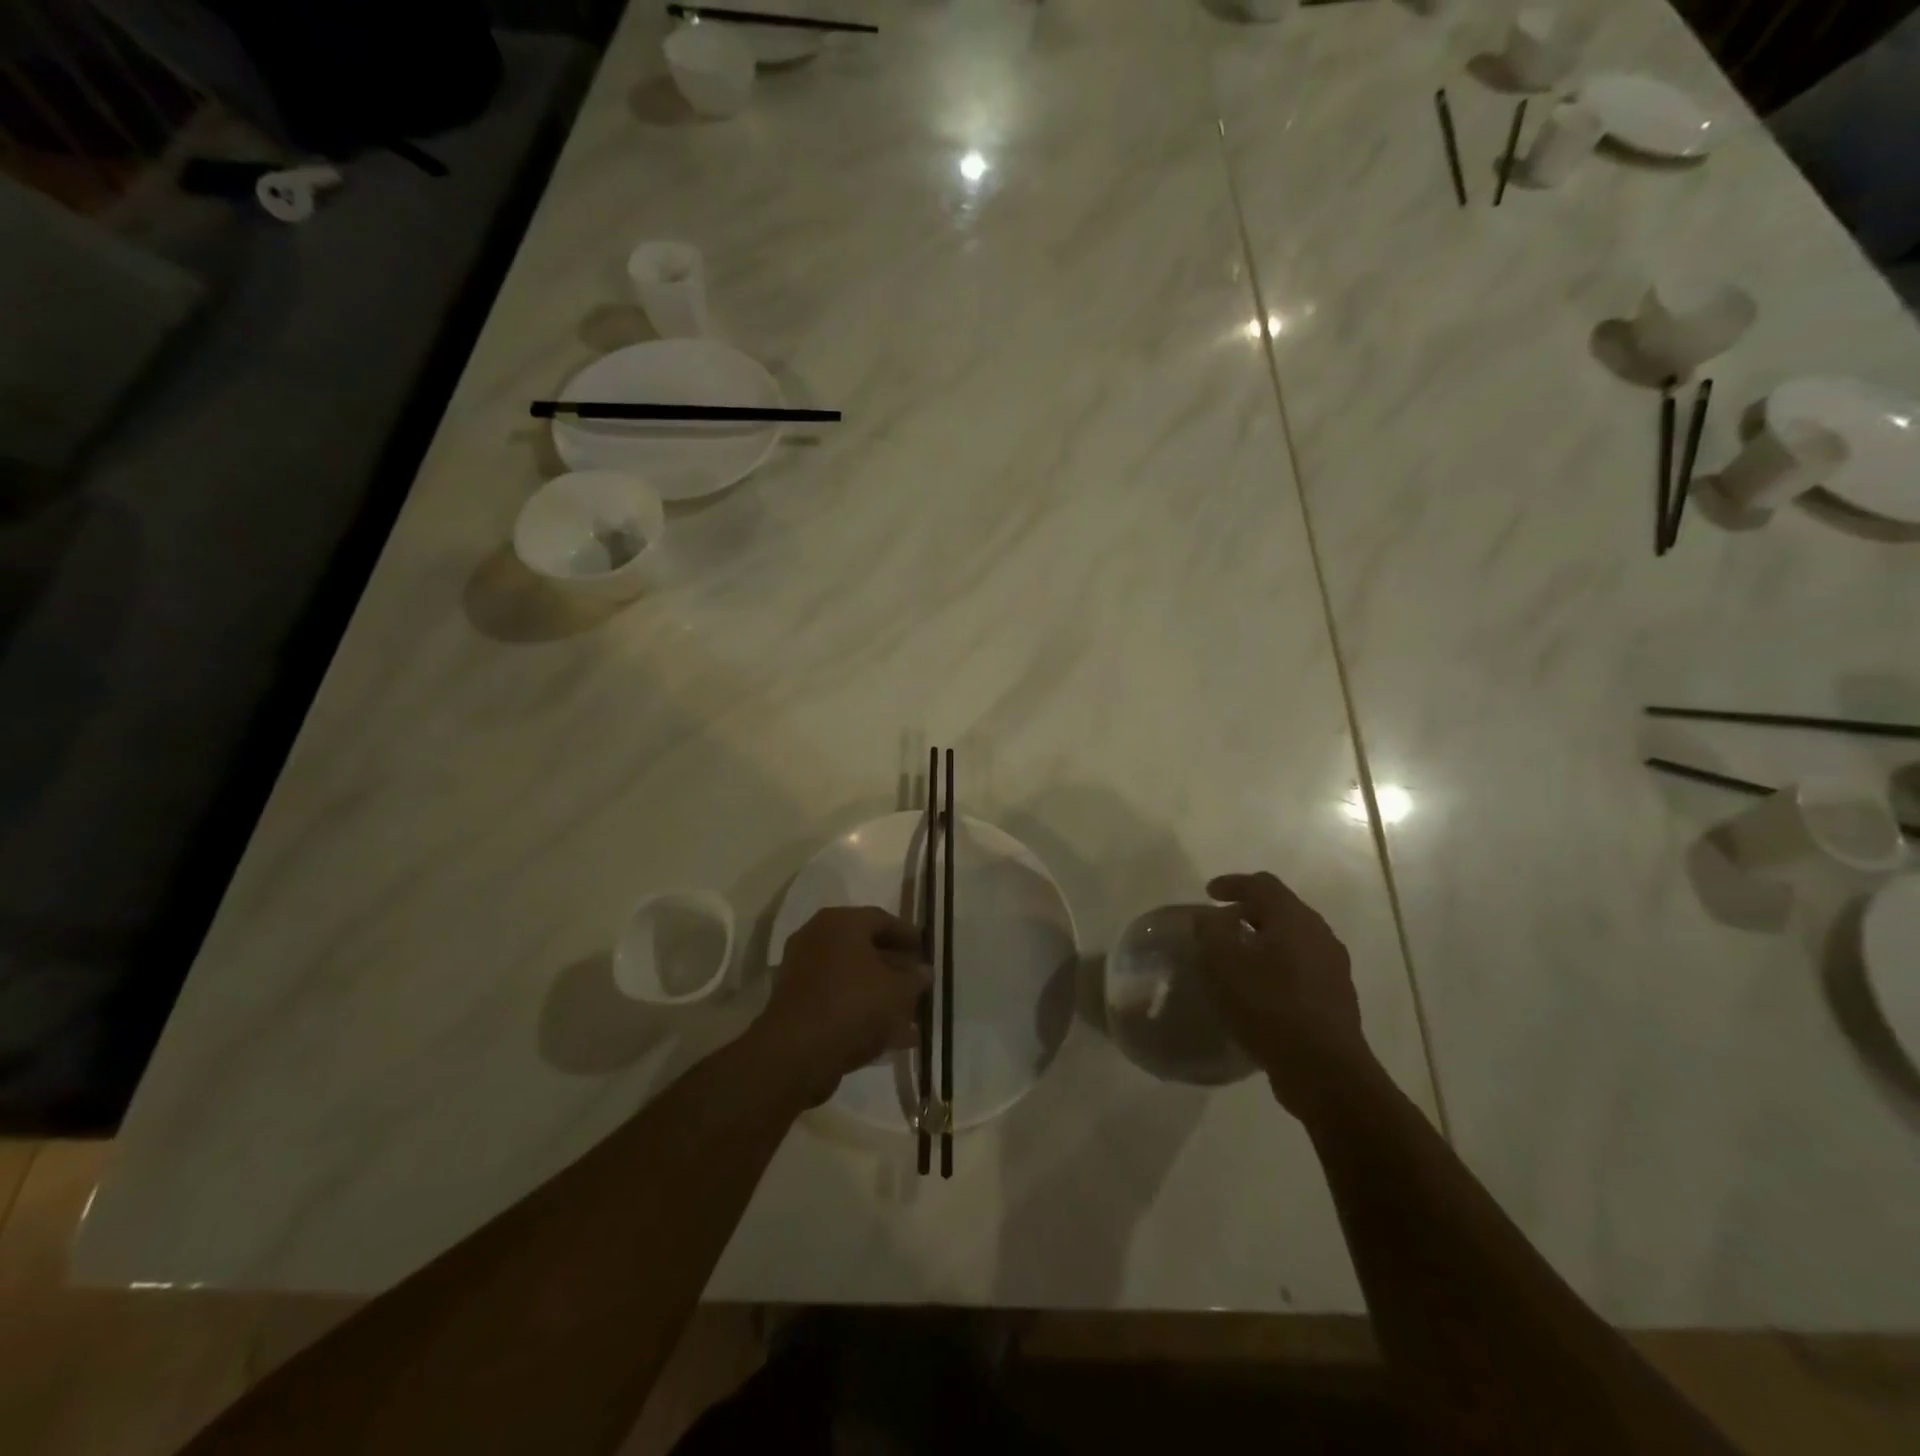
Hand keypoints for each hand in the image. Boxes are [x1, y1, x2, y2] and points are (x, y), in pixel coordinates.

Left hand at [753, 907, 929, 1106]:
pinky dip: (860, 1009)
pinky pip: (837, 997)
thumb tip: (924, 972)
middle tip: (918, 980)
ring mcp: (802, 970)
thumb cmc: (853, 1006)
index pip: (882, 919)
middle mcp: (817, 937)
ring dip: (879, 991)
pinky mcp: (795, 1002)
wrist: (796, 1054)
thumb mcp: (898, 992)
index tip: (927, 951)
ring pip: (851, 975)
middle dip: (895, 966)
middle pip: (865, 947)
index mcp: (841, 922)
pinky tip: (887, 1034)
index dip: (908, 935)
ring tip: (909, 1012)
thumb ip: (916, 979)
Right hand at [1195, 871, 1372, 1119]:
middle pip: (1282, 909)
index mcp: (1294, 919)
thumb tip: (1210, 916)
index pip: (1262, 884)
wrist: (1325, 1072)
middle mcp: (1320, 935)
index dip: (1233, 883)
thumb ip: (1211, 932)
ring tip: (1238, 956)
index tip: (1209, 893)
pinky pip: (1302, 966)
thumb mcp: (1224, 965)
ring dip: (1264, 939)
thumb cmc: (1269, 1008)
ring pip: (1294, 939)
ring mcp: (1333, 967)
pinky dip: (1278, 965)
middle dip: (1249, 910)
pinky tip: (1260, 987)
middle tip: (1221, 922)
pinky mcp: (1336, 998)